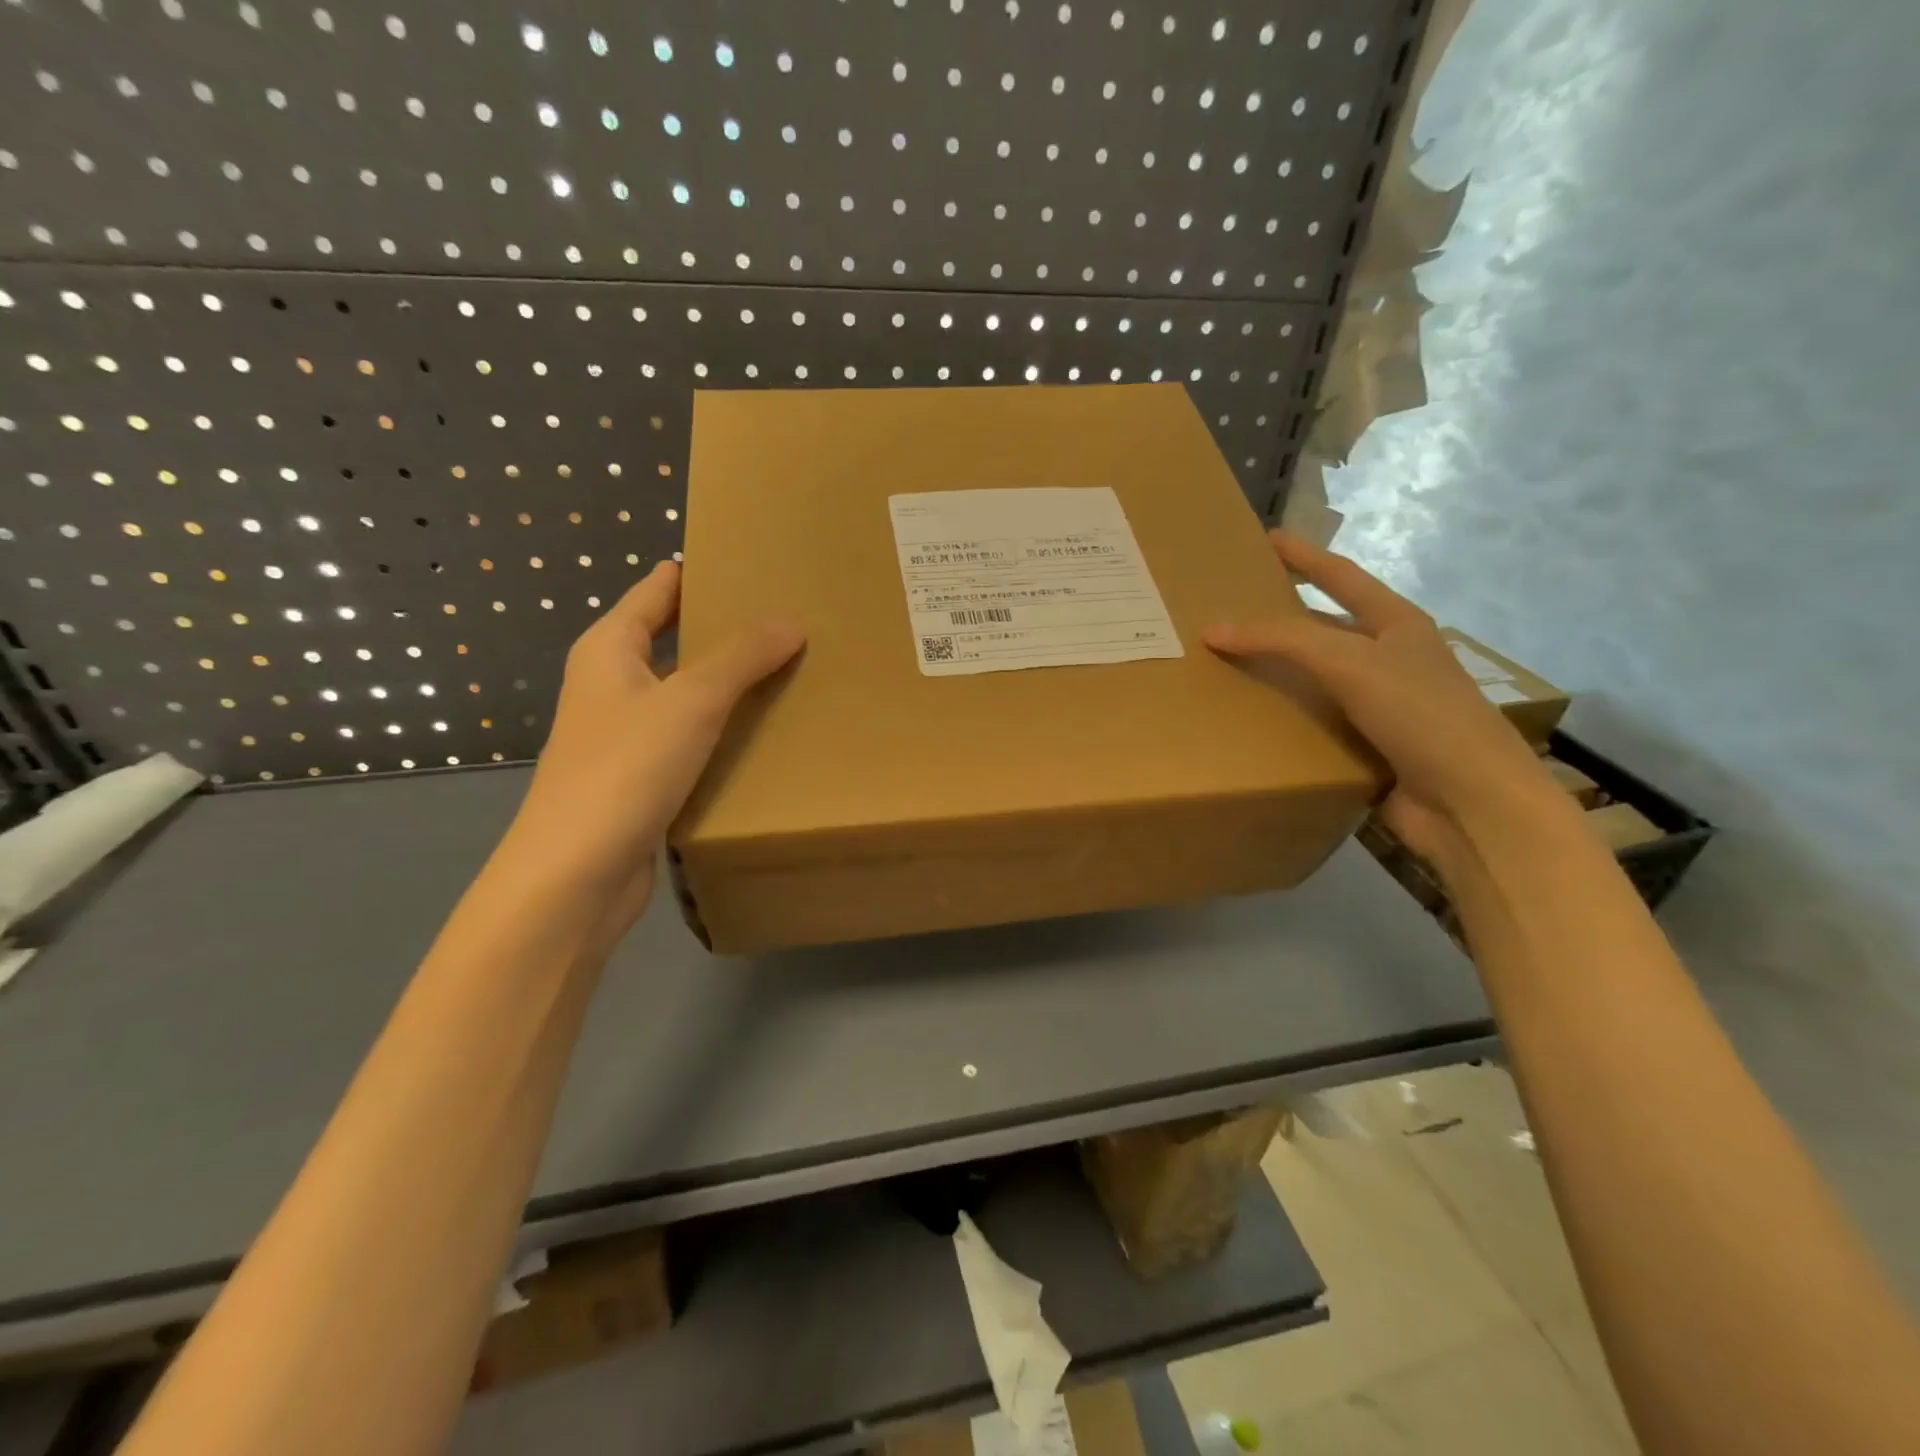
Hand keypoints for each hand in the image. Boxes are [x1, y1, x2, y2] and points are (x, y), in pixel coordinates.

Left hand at [507, 561, 803, 913]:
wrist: (576, 874)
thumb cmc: (625, 769)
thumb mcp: (690, 700)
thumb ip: (741, 657)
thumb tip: (789, 623)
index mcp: (609, 647)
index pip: (659, 589)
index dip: (703, 573)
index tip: (758, 566)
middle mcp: (612, 682)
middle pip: (674, 638)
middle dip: (727, 629)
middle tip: (791, 620)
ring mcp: (625, 732)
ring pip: (685, 691)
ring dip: (730, 683)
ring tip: (792, 670)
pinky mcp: (641, 775)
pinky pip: (690, 735)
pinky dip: (723, 727)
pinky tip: (765, 732)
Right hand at [1204, 532, 1564, 867]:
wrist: (1469, 801)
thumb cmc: (1419, 713)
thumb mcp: (1349, 662)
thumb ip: (1282, 640)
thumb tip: (1213, 630)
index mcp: (1397, 625)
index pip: (1342, 577)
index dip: (1305, 555)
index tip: (1267, 538)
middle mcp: (1390, 659)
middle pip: (1327, 626)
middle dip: (1284, 615)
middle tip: (1235, 607)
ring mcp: (1382, 704)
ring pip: (1319, 677)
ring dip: (1280, 671)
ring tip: (1229, 663)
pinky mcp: (1369, 746)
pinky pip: (1317, 721)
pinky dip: (1287, 717)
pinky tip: (1253, 718)